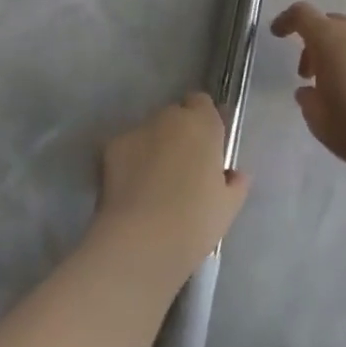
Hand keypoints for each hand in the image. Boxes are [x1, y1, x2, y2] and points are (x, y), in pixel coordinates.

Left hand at [97, 93, 250, 280]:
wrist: (141, 242)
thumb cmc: (195, 221)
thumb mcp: (228, 206)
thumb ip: (234, 183)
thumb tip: (233, 175)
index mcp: (203, 124)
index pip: (202, 103)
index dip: (204, 123)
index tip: (207, 149)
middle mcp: (170, 118)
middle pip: (175, 116)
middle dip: (179, 136)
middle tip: (183, 169)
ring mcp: (137, 131)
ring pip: (150, 133)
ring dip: (154, 148)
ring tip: (154, 184)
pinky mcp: (111, 149)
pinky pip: (127, 150)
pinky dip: (130, 163)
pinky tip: (133, 191)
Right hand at [271, 2, 345, 172]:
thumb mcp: (318, 119)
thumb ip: (308, 100)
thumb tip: (308, 91)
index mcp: (330, 39)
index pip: (303, 14)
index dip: (287, 21)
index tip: (278, 34)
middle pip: (332, 25)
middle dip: (316, 44)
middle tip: (310, 74)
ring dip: (344, 55)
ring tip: (342, 88)